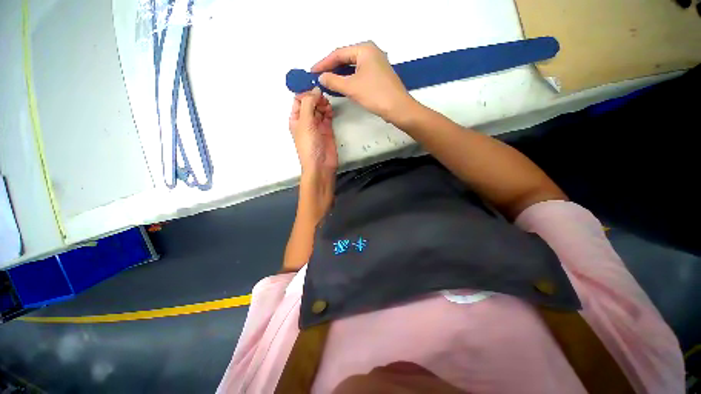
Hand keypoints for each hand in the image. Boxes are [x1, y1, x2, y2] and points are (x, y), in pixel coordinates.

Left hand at [288, 87, 337, 223]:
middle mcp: (306, 120)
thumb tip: (315, 89)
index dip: (305, 91)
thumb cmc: (309, 145)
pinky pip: (327, 116)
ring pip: (320, 108)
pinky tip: (330, 110)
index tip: (314, 85)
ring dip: (323, 103)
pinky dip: (329, 111)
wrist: (320, 165)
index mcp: (296, 118)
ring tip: (326, 106)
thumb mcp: (305, 123)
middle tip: (322, 97)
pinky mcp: (327, 129)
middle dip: (315, 97)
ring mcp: (317, 125)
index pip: (299, 99)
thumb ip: (309, 104)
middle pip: (310, 102)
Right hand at [312, 41, 417, 123]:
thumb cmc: (375, 94)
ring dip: (340, 74)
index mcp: (364, 49)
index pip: (338, 53)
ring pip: (353, 67)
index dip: (324, 63)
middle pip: (346, 58)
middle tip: (319, 77)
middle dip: (332, 68)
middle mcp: (371, 52)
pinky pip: (359, 73)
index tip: (312, 72)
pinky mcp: (378, 75)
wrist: (398, 108)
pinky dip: (349, 79)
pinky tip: (342, 85)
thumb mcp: (351, 87)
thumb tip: (321, 77)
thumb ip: (333, 81)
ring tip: (328, 81)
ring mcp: (376, 63)